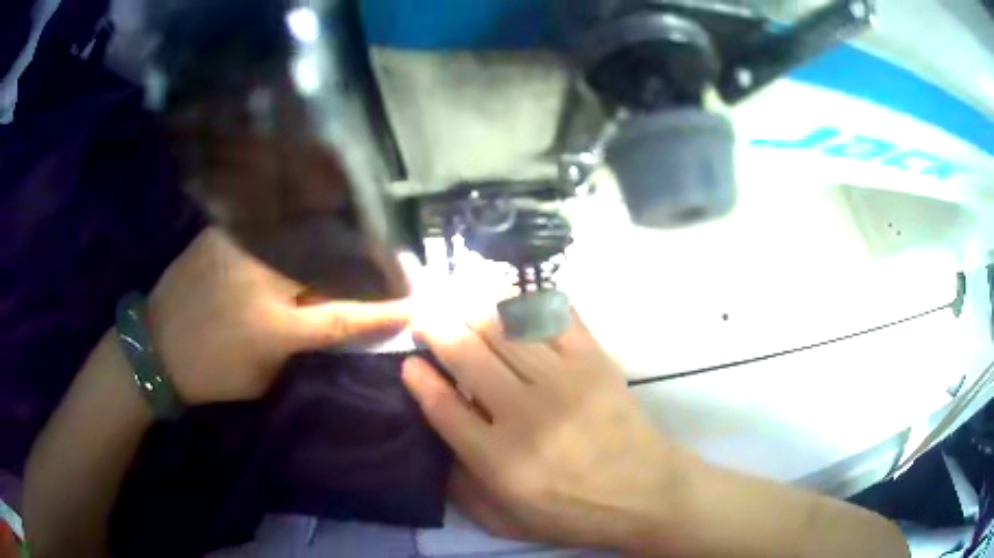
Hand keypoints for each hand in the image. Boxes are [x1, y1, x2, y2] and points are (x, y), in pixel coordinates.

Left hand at [147, 227, 408, 403]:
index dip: (382, 310)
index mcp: (272, 327)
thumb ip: (299, 345)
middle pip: (329, 262)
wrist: (155, 346)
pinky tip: (314, 220)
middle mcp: (260, 280)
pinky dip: (298, 225)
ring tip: (362, 237)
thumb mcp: (264, 374)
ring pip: (304, 235)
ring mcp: (240, 249)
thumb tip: (328, 318)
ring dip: (338, 238)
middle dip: (367, 262)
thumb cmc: (212, 373)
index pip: (342, 316)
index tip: (415, 303)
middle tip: (394, 261)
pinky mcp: (223, 232)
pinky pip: (272, 224)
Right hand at [402, 311, 690, 550]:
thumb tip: (435, 444)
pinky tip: (509, 299)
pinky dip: (527, 302)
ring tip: (457, 304)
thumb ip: (462, 489)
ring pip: (504, 329)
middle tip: (424, 318)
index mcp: (499, 460)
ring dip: (472, 310)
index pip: (444, 407)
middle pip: (467, 355)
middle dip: (436, 328)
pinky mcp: (594, 361)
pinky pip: (554, 318)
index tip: (408, 363)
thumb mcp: (506, 522)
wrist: (645, 491)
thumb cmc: (574, 512)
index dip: (420, 379)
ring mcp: (563, 381)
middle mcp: (525, 414)